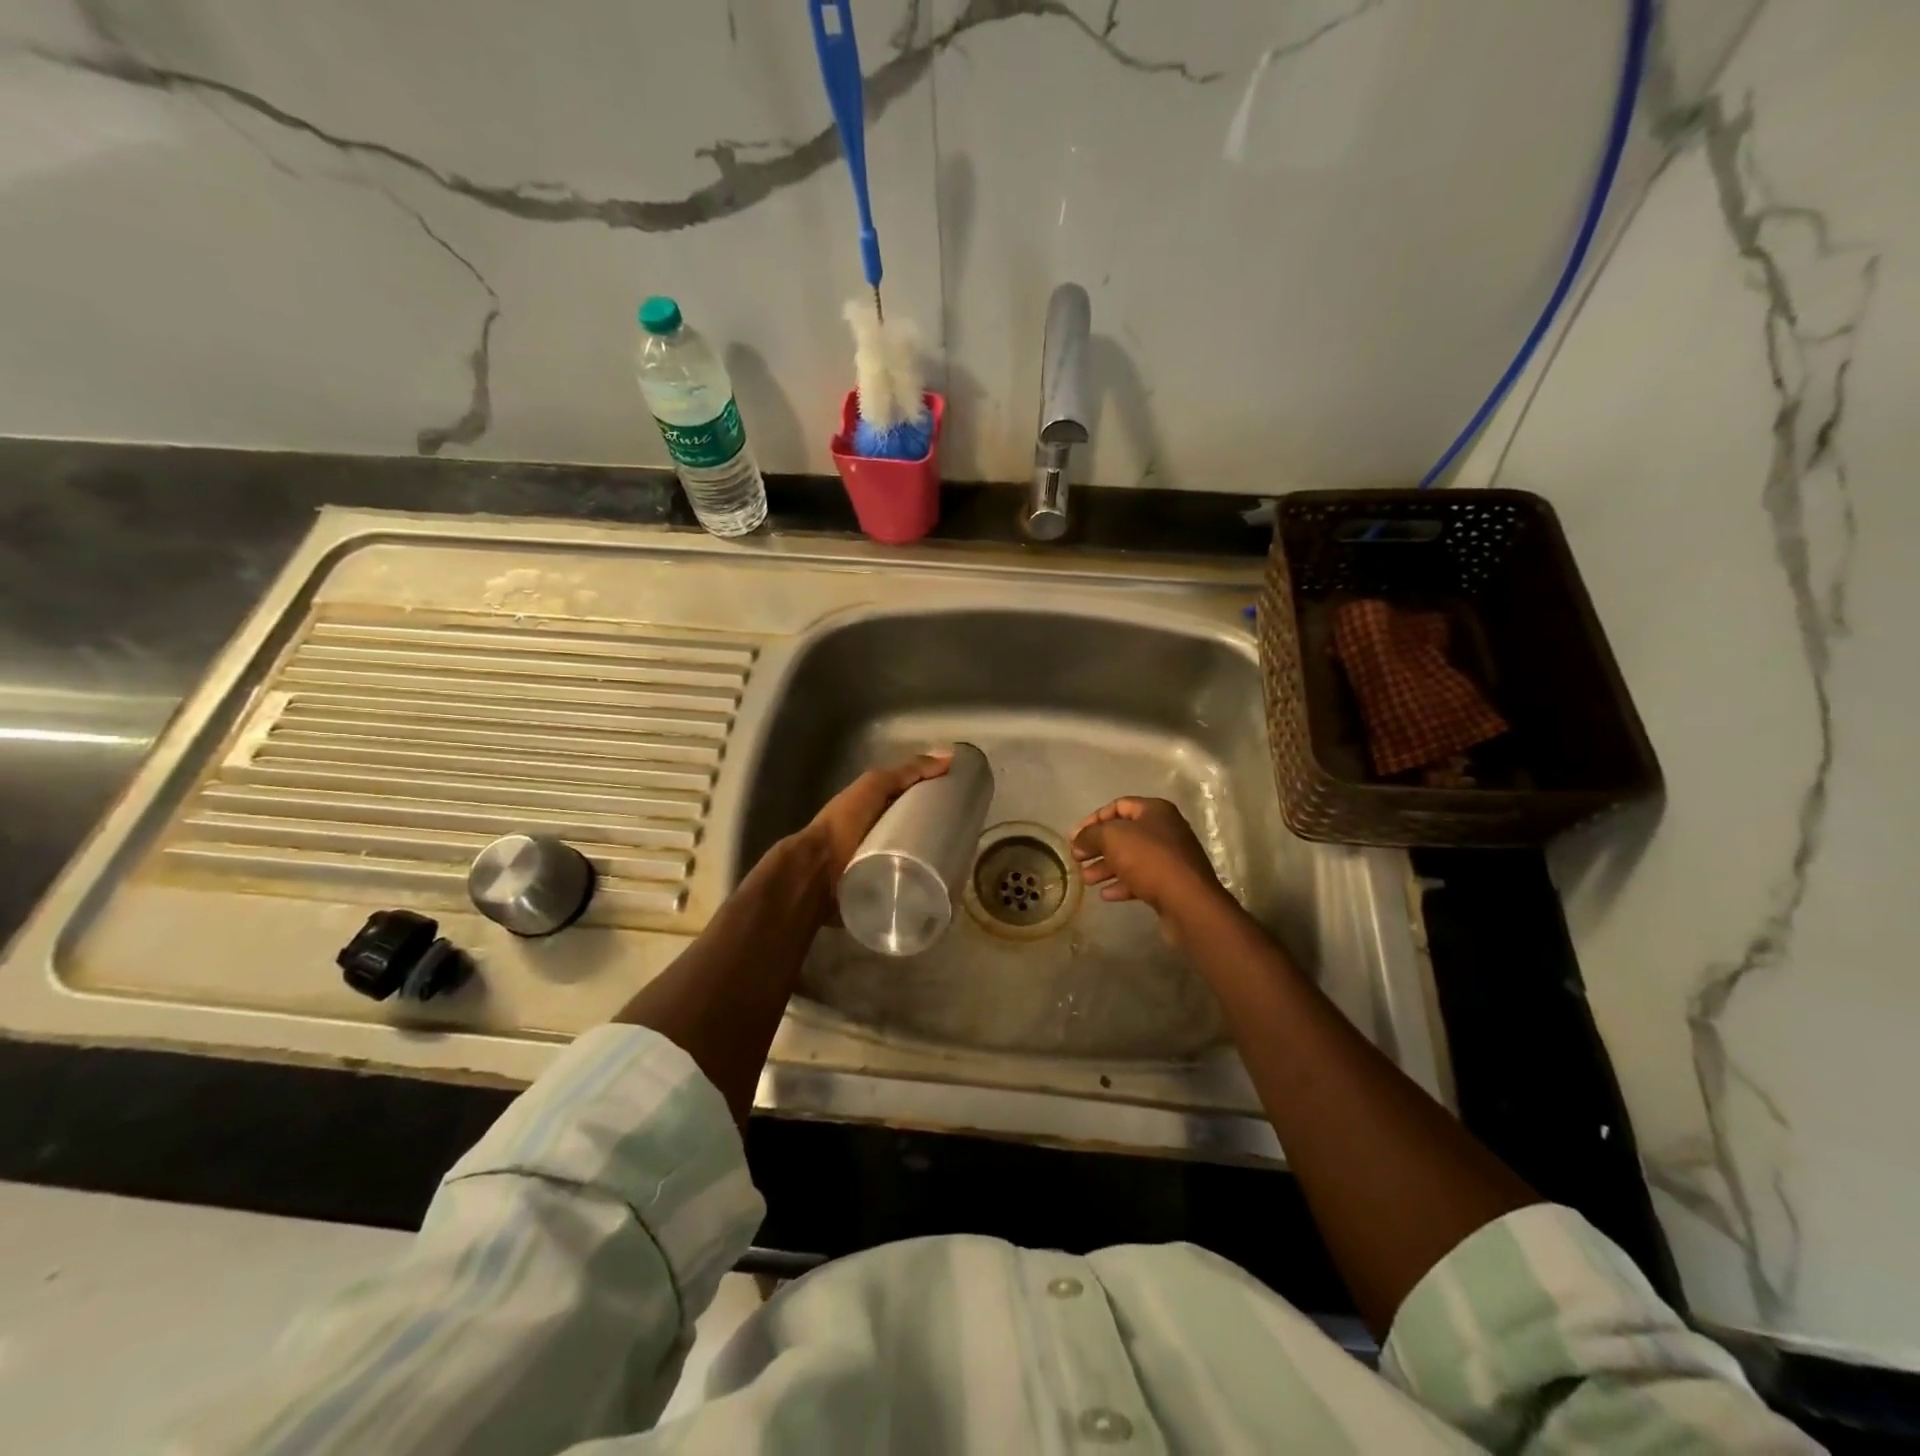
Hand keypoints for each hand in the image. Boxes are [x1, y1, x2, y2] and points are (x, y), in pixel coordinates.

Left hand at [801, 750, 953, 910]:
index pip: (917, 801)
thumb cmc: (844, 823)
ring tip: (963, 863)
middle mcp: (882, 835)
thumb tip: (948, 758)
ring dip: (939, 861)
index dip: (940, 799)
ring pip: (921, 858)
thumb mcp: (875, 786)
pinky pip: (915, 883)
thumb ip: (907, 772)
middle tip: (969, 837)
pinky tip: (950, 884)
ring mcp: (884, 864)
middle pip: (921, 830)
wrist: (818, 872)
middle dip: (943, 833)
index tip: (968, 804)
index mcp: (879, 809)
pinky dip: (930, 883)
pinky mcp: (887, 889)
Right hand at [1071, 797, 1229, 926]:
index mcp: (1154, 810)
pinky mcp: (1171, 882)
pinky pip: (1141, 878)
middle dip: (1098, 846)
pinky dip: (1122, 884)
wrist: (1187, 901)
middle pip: (1123, 833)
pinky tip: (1106, 894)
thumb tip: (1078, 841)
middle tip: (1077, 858)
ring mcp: (1170, 857)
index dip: (1093, 819)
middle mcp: (1165, 829)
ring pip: (1130, 858)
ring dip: (1106, 867)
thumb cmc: (1148, 859)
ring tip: (1087, 879)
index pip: (1117, 806)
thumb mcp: (1112, 838)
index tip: (1073, 837)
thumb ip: (1090, 835)